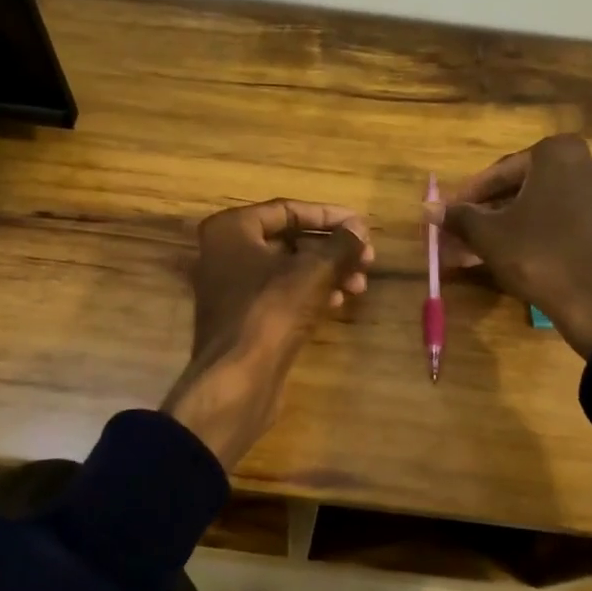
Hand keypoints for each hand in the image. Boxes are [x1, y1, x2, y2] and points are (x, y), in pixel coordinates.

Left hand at [162, 199, 372, 469]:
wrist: (237, 380)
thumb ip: (341, 244)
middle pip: (289, 240)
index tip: (362, 227)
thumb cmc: (271, 311)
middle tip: (366, 259)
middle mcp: (224, 253)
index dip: (329, 216)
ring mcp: (231, 288)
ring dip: (326, 273)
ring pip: (287, 270)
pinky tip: (339, 301)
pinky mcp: (243, 318)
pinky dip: (310, 293)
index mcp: (231, 229)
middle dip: (331, 249)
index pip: (287, 210)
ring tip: (360, 284)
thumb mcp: (314, 271)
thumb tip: (359, 229)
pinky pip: (280, 294)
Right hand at [428, 134, 591, 357]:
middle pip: (520, 185)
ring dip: (504, 221)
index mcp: (557, 153)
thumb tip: (428, 208)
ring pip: (538, 202)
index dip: (468, 195)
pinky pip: (558, 215)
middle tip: (459, 230)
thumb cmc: (538, 256)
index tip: (447, 213)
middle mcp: (585, 162)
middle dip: (486, 209)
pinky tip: (505, 251)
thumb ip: (458, 216)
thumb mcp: (489, 234)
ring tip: (474, 245)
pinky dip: (531, 228)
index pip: (499, 171)